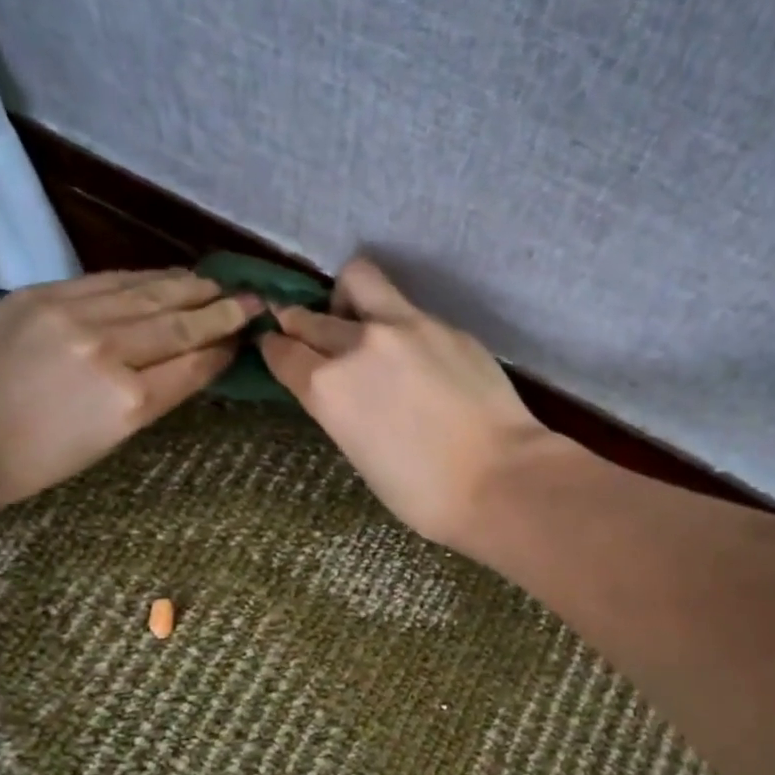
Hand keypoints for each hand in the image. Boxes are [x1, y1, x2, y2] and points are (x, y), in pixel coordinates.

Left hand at [0, 269, 258, 508]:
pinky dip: (144, 278)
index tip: (247, 336)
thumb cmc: (30, 461)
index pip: (192, 365)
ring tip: (217, 283)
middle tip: (254, 301)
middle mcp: (109, 351)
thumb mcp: (105, 443)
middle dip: (221, 312)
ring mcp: (74, 316)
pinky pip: (108, 280)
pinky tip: (166, 275)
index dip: (223, 349)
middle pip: (179, 324)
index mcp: (128, 402)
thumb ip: (151, 398)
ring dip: (189, 287)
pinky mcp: (43, 295)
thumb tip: (187, 364)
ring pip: (148, 294)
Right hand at [258, 258, 558, 549]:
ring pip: (357, 281)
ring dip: (345, 297)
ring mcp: (405, 326)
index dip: (274, 348)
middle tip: (306, 332)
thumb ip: (341, 408)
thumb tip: (341, 389)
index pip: (283, 351)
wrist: (500, 478)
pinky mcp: (444, 324)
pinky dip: (395, 321)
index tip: (275, 347)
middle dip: (299, 323)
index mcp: (327, 387)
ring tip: (358, 319)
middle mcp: (357, 344)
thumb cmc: (423, 493)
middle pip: (310, 317)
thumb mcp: (359, 454)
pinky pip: (405, 308)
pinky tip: (413, 350)